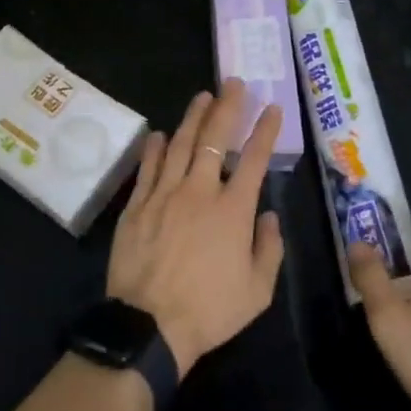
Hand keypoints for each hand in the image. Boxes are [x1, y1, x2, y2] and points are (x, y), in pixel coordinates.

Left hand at [107, 80, 285, 378]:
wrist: (149, 326)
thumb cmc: (210, 310)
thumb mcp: (257, 290)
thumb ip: (269, 248)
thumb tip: (269, 216)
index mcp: (233, 209)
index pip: (255, 159)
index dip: (265, 130)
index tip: (272, 108)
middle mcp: (199, 191)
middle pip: (215, 139)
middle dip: (227, 107)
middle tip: (233, 83)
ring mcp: (164, 194)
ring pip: (179, 144)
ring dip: (193, 117)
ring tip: (203, 96)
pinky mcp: (137, 205)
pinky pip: (148, 168)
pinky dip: (154, 148)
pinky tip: (159, 133)